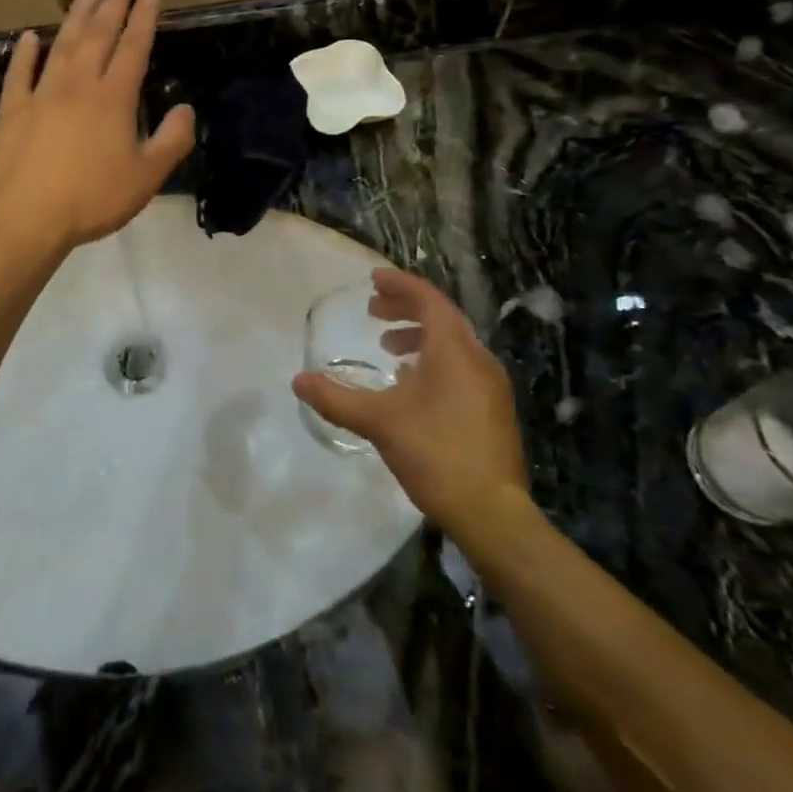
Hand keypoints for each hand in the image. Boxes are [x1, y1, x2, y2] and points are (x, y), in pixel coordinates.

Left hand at [0, 0, 195, 251]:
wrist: (28, 218)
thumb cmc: (93, 199)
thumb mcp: (147, 177)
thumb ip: (172, 141)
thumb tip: (185, 108)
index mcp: (113, 99)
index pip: (133, 48)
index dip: (143, 18)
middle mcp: (78, 86)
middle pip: (98, 36)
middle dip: (112, 4)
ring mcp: (41, 96)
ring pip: (61, 46)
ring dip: (75, 17)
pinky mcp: (12, 112)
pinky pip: (19, 75)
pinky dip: (25, 54)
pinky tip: (29, 37)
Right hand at [293, 270, 527, 530]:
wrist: (492, 512)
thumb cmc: (435, 453)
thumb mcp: (378, 422)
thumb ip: (336, 398)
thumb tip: (298, 381)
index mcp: (454, 351)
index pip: (428, 300)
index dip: (400, 285)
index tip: (374, 279)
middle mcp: (478, 359)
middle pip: (442, 317)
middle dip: (407, 308)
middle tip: (373, 310)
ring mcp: (491, 385)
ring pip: (454, 343)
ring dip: (420, 336)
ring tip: (389, 348)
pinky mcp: (494, 409)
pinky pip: (461, 366)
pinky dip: (435, 359)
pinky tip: (413, 384)